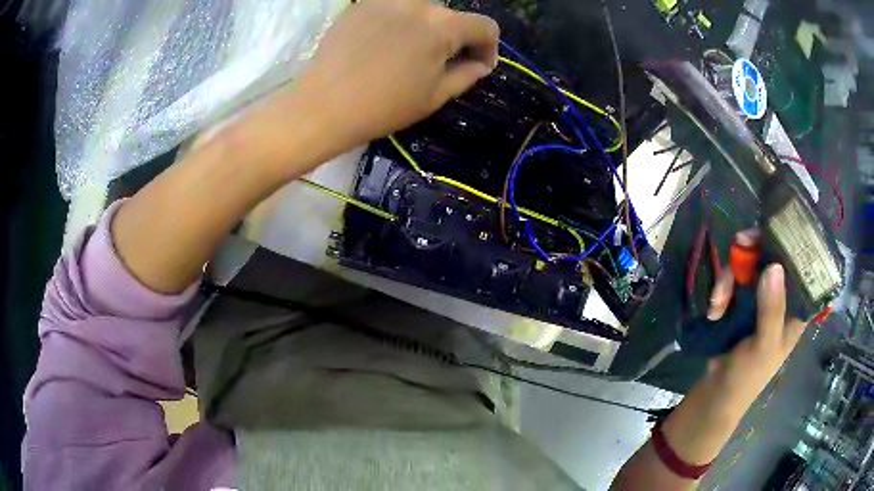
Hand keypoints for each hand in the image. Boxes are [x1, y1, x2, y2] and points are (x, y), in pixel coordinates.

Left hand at [293, 0, 499, 149]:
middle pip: (451, 17)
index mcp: (443, 26)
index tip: (477, 67)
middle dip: (454, 39)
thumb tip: (479, 64)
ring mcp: (386, 0)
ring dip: (425, 29)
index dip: (489, 48)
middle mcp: (418, 3)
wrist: (322, 106)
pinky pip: (392, 10)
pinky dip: (397, 24)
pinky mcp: (360, 5)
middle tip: (440, 64)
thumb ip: (466, 75)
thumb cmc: (383, 106)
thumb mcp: (435, 96)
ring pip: (421, 11)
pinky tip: (382, 47)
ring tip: (408, 55)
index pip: (484, 26)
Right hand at [703, 232, 806, 414]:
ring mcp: (760, 299)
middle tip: (738, 244)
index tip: (774, 228)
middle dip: (752, 254)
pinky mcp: (741, 303)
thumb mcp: (764, 347)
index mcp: (796, 308)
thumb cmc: (748, 377)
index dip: (792, 243)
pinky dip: (722, 290)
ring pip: (749, 267)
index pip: (802, 266)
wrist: (715, 396)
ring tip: (717, 301)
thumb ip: (771, 310)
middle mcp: (781, 297)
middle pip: (772, 257)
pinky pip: (733, 281)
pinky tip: (714, 309)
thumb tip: (774, 266)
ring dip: (730, 278)